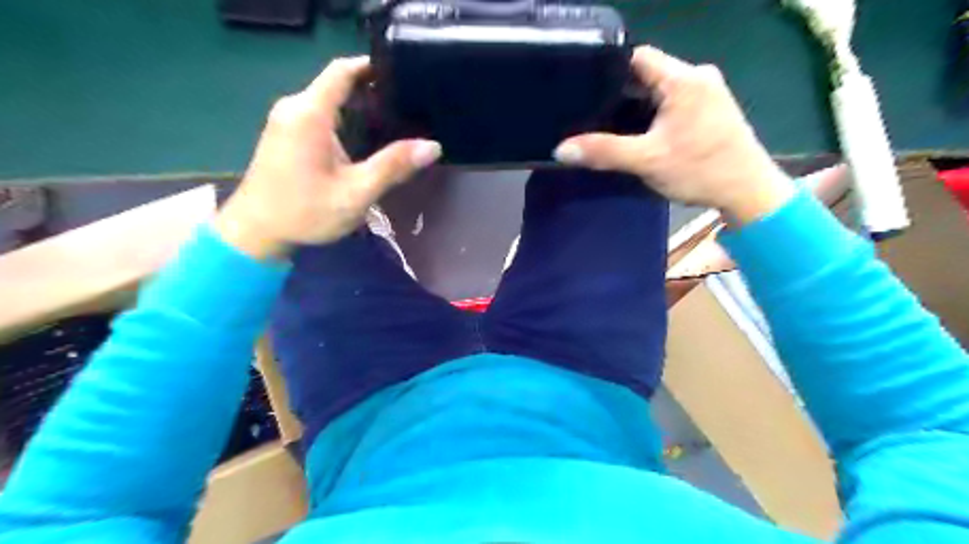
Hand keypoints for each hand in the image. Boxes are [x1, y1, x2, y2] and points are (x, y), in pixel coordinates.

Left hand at [212, 55, 441, 259]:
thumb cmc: (305, 212)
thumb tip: (432, 146)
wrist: (256, 232)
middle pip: (338, 84)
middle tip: (409, 109)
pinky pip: (320, 116)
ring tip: (396, 124)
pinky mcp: (286, 135)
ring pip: (330, 101)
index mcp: (310, 113)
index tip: (405, 76)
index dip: (373, 66)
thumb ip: (393, 166)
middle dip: (373, 92)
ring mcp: (286, 121)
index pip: (343, 70)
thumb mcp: (356, 192)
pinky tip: (366, 142)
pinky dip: (345, 121)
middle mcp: (295, 108)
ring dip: (360, 109)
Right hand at [553, 46, 794, 224]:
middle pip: (648, 73)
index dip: (608, 70)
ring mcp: (708, 91)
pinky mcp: (711, 108)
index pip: (637, 57)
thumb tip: (561, 149)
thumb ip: (604, 152)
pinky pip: (673, 101)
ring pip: (660, 89)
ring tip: (611, 124)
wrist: (748, 192)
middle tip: (593, 113)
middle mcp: (698, 76)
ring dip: (638, 105)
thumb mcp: (646, 161)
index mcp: (683, 79)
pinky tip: (640, 133)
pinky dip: (654, 113)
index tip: (586, 89)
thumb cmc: (700, 170)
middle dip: (620, 92)